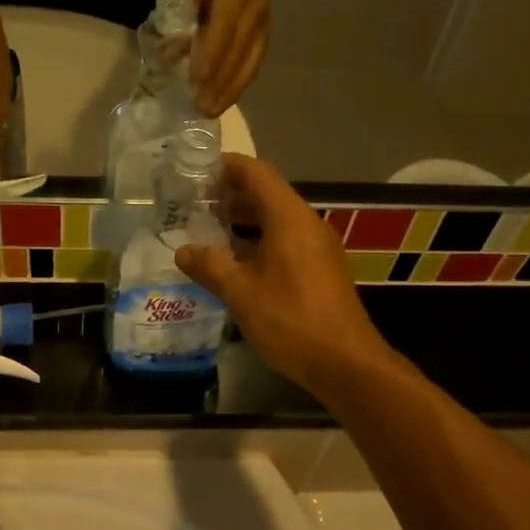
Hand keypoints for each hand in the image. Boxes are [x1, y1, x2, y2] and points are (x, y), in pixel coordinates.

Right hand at [174, 155, 393, 395]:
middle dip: (228, 195)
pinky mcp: (320, 269)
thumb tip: (183, 251)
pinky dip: (257, 241)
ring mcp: (317, 247)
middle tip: (190, 204)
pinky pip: (284, 241)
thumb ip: (209, 266)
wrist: (346, 363)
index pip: (256, 173)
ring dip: (241, 221)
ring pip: (275, 220)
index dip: (225, 166)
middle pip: (266, 194)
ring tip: (205, 231)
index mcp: (289, 218)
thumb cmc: (292, 321)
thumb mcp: (241, 293)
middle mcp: (307, 224)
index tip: (194, 169)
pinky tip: (233, 262)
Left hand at [188, 0, 270, 117]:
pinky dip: (241, 83)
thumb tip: (166, 54)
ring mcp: (263, 25)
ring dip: (232, 91)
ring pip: (249, 64)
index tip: (195, 83)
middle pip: (237, 55)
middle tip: (202, 109)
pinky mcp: (267, 34)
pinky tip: (229, 98)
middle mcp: (253, 12)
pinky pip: (255, 64)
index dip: (209, 59)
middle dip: (219, 85)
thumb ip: (182, 21)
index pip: (221, 33)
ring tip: (214, 111)